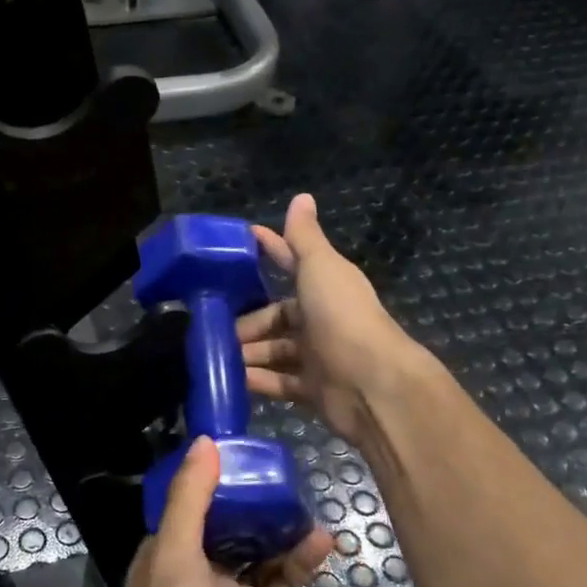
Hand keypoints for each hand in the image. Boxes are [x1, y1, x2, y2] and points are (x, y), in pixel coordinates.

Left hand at [106, 439, 333, 586]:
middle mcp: (198, 568)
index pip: (186, 502)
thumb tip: (205, 442)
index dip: (208, 475)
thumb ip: (189, 502)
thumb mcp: (173, 559)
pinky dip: (303, 559)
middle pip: (228, 521)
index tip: (238, 443)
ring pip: (260, 546)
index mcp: (166, 551)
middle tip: (282, 465)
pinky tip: (324, 539)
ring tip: (306, 495)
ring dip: (280, 524)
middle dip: (251, 496)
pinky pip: (287, 578)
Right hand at [239, 193, 420, 445]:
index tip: (234, 248)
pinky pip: (278, 383)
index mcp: (324, 287)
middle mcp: (321, 319)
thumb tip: (302, 196)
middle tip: (214, 327)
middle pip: (276, 317)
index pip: (290, 264)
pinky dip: (257, 381)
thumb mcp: (320, 267)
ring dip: (248, 353)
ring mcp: (318, 357)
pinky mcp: (313, 389)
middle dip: (247, 322)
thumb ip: (305, 237)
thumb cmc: (341, 316)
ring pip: (274, 351)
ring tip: (215, 357)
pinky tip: (231, 380)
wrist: (372, 381)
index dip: (267, 253)